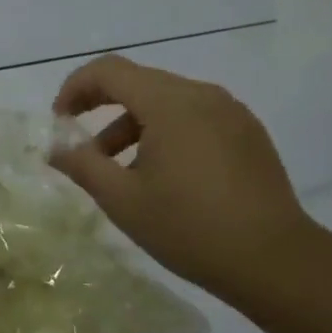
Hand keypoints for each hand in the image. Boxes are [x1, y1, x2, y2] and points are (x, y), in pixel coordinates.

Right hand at [50, 55, 311, 302]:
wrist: (275, 261)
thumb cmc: (190, 228)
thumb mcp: (123, 200)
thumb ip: (82, 165)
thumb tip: (56, 148)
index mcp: (170, 103)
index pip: (110, 71)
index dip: (76, 88)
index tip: (60, 121)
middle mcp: (202, 95)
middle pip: (139, 84)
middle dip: (103, 109)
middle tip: (83, 149)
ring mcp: (231, 112)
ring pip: (168, 103)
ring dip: (134, 126)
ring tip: (121, 172)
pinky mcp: (248, 133)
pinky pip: (195, 118)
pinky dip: (167, 133)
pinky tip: (164, 177)